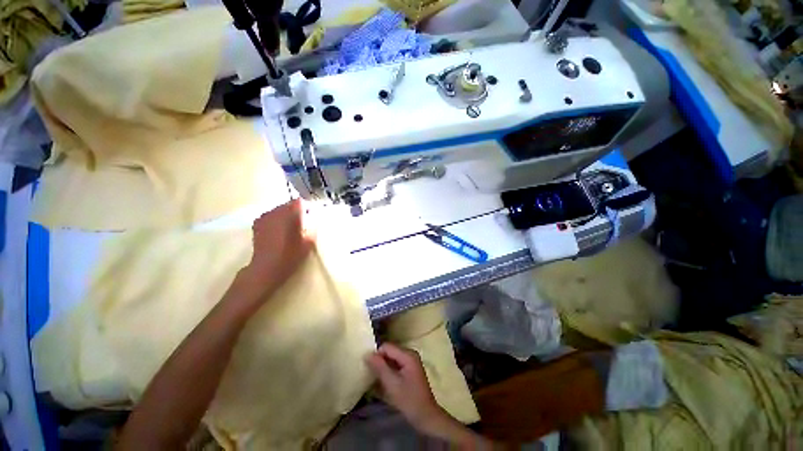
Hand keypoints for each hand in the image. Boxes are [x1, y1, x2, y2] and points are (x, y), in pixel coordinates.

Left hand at [241, 199, 315, 295]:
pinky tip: (278, 231)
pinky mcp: (257, 222)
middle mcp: (277, 211)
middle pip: (290, 204)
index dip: (308, 208)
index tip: (312, 217)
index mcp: (291, 214)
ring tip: (290, 228)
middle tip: (303, 224)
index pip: (301, 201)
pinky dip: (277, 219)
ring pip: (280, 209)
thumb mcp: (309, 241)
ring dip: (287, 215)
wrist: (266, 267)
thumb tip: (314, 217)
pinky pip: (271, 215)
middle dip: (297, 211)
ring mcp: (265, 216)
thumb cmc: (291, 255)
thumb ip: (313, 226)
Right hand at [365, 343, 444, 430]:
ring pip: (392, 358)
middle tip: (373, 375)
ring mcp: (411, 361)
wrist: (426, 416)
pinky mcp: (410, 369)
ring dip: (384, 367)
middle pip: (389, 351)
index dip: (377, 355)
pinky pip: (396, 364)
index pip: (387, 347)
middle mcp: (410, 354)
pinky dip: (389, 371)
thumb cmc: (409, 400)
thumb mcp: (392, 384)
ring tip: (377, 380)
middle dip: (380, 361)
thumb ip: (379, 367)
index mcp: (407, 354)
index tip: (370, 369)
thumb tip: (367, 354)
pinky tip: (385, 382)